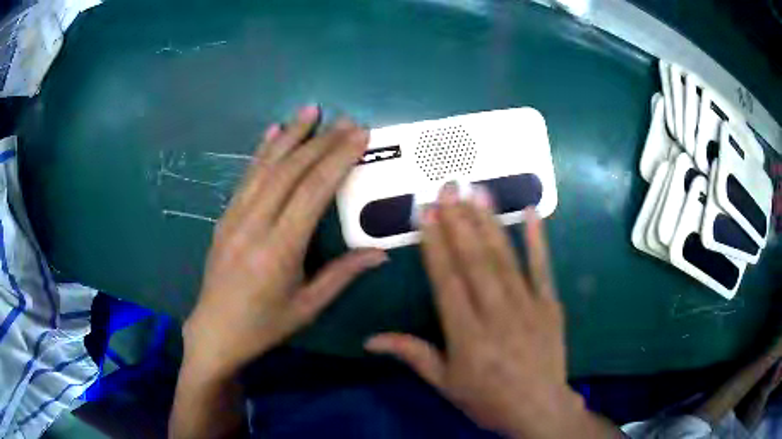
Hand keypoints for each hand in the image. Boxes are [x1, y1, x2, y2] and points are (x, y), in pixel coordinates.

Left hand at [183, 106, 386, 377]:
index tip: (359, 134)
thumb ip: (343, 274)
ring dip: (290, 135)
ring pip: (266, 166)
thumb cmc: (264, 325)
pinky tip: (273, 131)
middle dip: (322, 141)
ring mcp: (235, 217)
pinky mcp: (225, 217)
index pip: (313, 191)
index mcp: (279, 249)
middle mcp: (254, 224)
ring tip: (310, 110)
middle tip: (347, 120)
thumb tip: (380, 253)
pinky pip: (246, 177)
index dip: (338, 159)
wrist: (215, 332)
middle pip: (291, 171)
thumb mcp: (308, 306)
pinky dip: (262, 151)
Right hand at [366, 184, 614, 437]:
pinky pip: (543, 268)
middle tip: (448, 188)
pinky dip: (538, 239)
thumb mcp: (445, 384)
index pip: (447, 281)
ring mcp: (528, 306)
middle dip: (459, 222)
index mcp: (467, 336)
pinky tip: (532, 212)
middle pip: (475, 262)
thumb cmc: (488, 399)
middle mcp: (496, 315)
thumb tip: (370, 340)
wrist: (539, 409)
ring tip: (477, 192)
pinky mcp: (550, 305)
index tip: (427, 213)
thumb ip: (412, 355)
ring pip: (505, 259)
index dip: (435, 245)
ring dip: (489, 223)